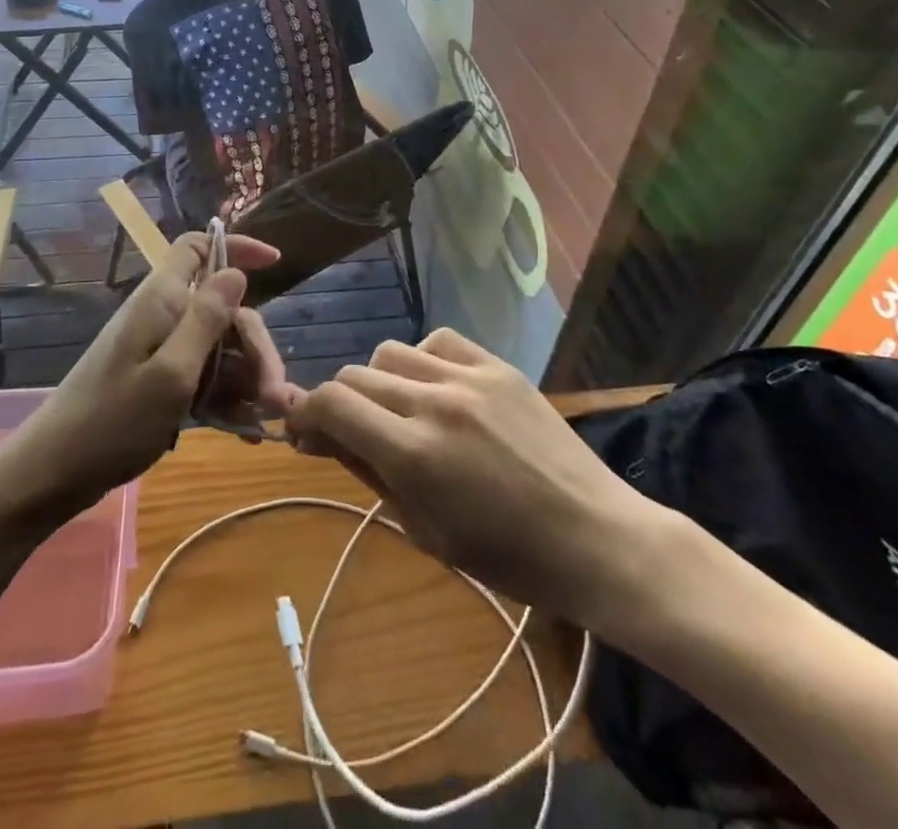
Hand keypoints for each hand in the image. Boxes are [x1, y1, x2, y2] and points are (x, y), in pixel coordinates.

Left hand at [0, 231, 293, 523]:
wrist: (55, 474)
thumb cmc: (112, 421)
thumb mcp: (171, 373)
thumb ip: (206, 320)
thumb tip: (236, 272)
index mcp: (161, 300)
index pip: (198, 247)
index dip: (236, 247)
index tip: (276, 263)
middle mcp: (163, 317)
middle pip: (225, 309)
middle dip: (255, 346)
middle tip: (275, 395)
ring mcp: (161, 350)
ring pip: (221, 347)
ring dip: (248, 379)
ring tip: (266, 419)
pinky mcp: (160, 381)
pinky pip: (205, 377)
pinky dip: (228, 399)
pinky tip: (247, 431)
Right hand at [286, 329, 670, 624]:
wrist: (594, 535)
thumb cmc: (507, 556)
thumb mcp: (425, 529)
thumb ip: (369, 473)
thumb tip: (322, 436)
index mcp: (413, 454)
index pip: (331, 403)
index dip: (305, 413)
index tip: (303, 430)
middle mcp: (434, 402)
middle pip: (355, 375)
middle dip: (339, 403)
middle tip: (348, 431)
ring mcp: (469, 376)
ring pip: (390, 353)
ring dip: (379, 382)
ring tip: (399, 410)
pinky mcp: (498, 365)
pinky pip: (438, 340)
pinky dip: (422, 360)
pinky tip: (436, 386)